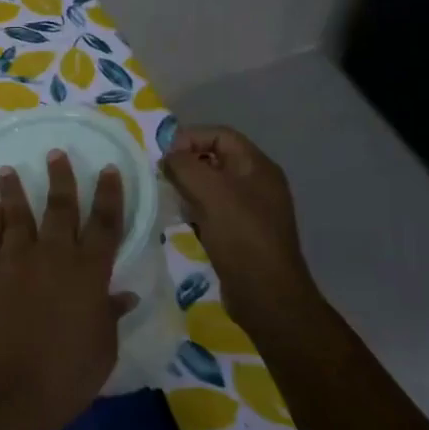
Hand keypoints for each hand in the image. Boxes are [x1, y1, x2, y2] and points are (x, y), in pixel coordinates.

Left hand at [0, 152, 135, 429]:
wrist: (6, 390)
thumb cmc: (65, 376)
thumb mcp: (102, 349)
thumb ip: (110, 315)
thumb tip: (124, 294)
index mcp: (89, 273)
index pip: (105, 223)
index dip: (109, 195)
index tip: (108, 169)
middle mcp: (53, 255)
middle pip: (60, 207)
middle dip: (61, 177)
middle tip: (56, 153)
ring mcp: (15, 259)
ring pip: (17, 213)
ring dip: (15, 189)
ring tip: (8, 169)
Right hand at [161, 126, 316, 316]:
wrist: (266, 294)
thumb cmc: (240, 236)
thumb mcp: (210, 193)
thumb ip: (184, 166)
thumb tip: (168, 157)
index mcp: (258, 167)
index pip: (220, 135)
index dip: (190, 138)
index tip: (164, 158)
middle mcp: (258, 183)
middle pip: (215, 158)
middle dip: (186, 163)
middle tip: (162, 178)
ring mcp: (252, 208)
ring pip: (212, 185)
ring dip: (188, 187)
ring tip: (169, 198)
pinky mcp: (242, 231)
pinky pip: (214, 208)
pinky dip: (195, 209)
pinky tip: (182, 221)